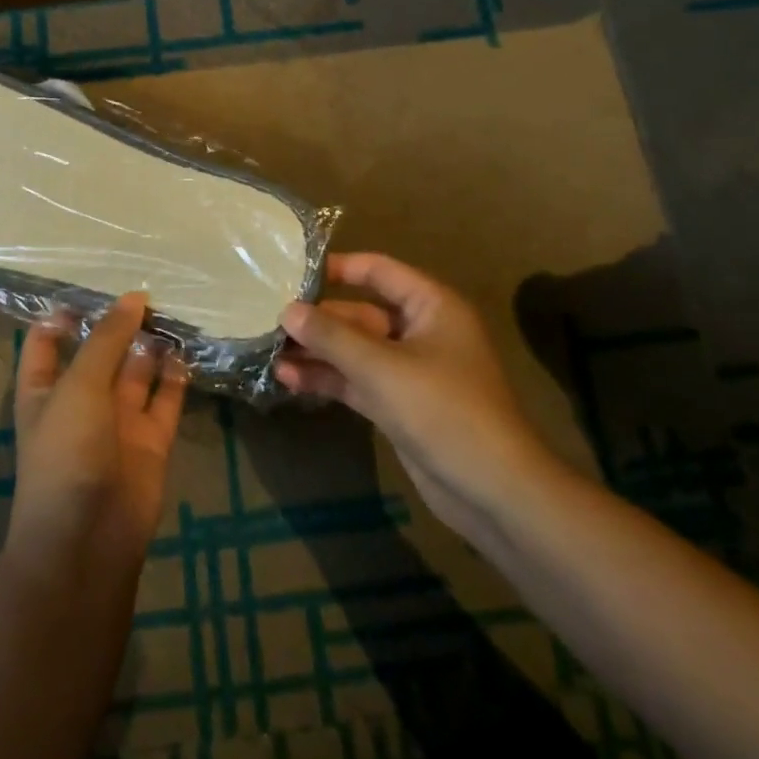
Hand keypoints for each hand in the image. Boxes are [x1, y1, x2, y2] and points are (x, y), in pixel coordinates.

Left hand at [9, 292, 188, 560]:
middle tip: (149, 290)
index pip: (46, 342)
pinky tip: (187, 350)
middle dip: (119, 324)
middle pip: (100, 352)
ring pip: (136, 372)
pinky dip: (176, 377)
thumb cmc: (67, 452)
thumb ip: (106, 340)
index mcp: (45, 389)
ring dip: (150, 346)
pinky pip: (165, 400)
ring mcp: (117, 421)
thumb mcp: (79, 387)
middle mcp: (81, 400)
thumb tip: (133, 297)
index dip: (63, 316)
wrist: (89, 536)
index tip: (92, 288)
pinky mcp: (150, 440)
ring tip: (172, 312)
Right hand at [278, 253, 561, 546]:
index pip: (378, 271)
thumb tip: (287, 310)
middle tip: (267, 320)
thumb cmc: (443, 411)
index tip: (291, 273)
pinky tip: (289, 380)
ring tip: (269, 352)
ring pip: (355, 351)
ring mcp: (409, 371)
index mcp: (431, 306)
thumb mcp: (382, 368)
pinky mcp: (399, 405)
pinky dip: (329, 379)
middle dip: (318, 319)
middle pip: (360, 314)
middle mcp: (420, 331)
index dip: (336, 268)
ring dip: (317, 352)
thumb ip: (332, 337)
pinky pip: (358, 381)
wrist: (491, 489)